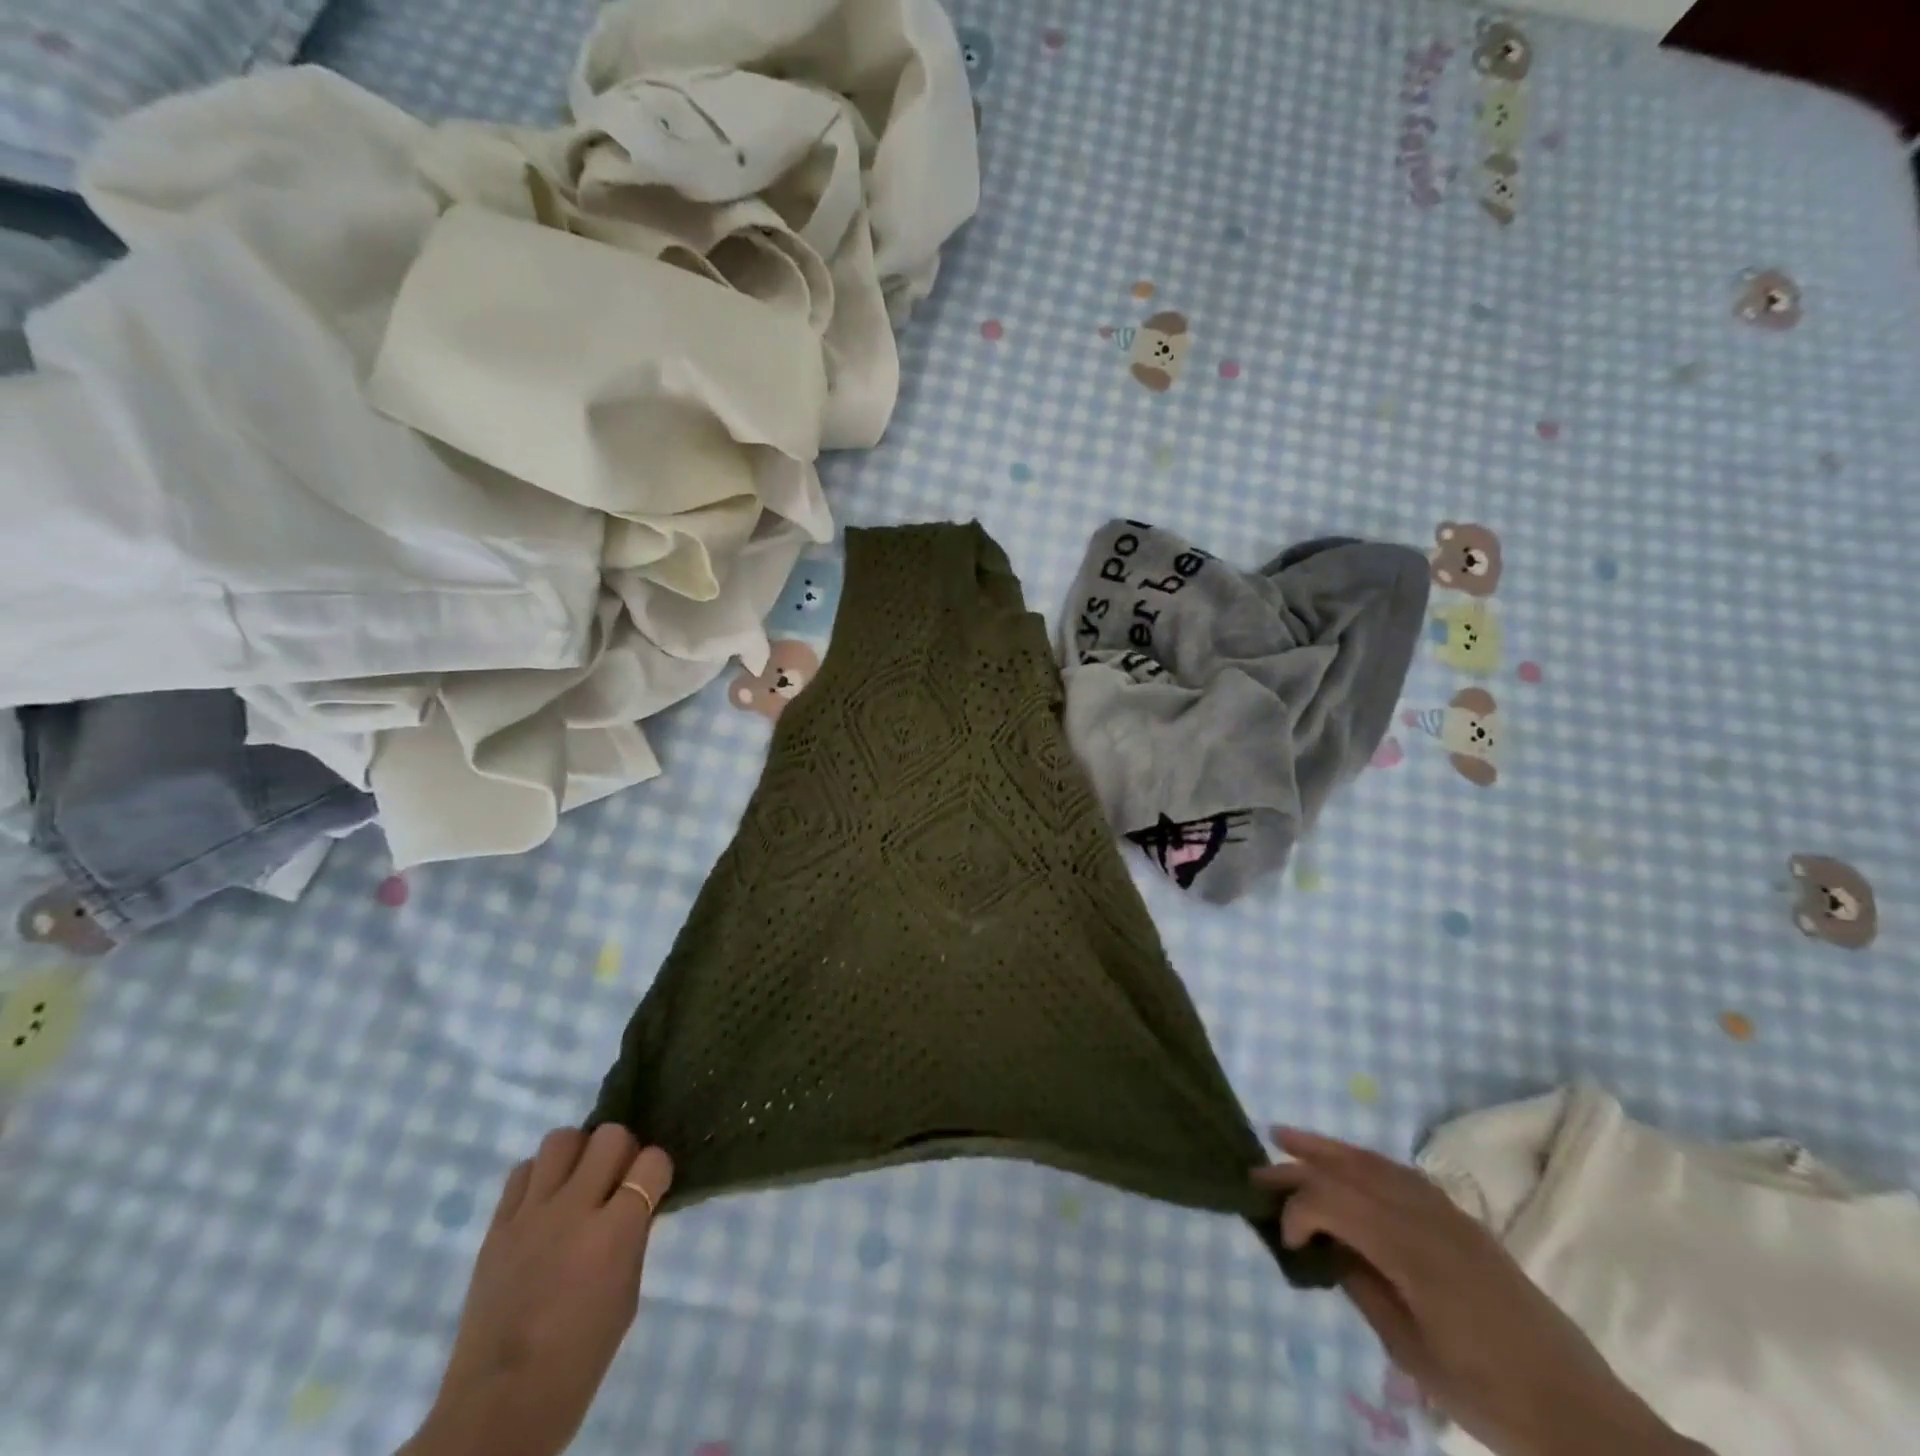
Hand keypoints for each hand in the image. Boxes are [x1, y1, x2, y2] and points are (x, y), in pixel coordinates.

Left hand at [400, 1126, 673, 1455]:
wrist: (498, 1407)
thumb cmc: (578, 1360)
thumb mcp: (627, 1296)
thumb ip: (633, 1239)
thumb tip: (638, 1203)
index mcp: (614, 1232)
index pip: (652, 1161)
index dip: (658, 1170)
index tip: (655, 1186)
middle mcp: (574, 1209)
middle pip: (610, 1136)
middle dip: (622, 1151)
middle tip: (617, 1180)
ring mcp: (530, 1215)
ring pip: (562, 1139)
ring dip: (578, 1154)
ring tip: (577, 1184)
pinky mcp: (497, 1227)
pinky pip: (521, 1172)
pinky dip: (539, 1177)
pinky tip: (543, 1205)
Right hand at [1256, 1128, 1710, 1455]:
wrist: (1586, 1419)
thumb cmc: (1492, 1396)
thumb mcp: (1413, 1354)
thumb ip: (1364, 1289)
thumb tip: (1330, 1250)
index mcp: (1410, 1250)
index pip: (1332, 1200)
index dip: (1296, 1210)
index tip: (1283, 1241)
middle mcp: (1426, 1216)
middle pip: (1348, 1170)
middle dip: (1298, 1165)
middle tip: (1256, 1168)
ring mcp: (1449, 1214)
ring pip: (1374, 1162)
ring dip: (1328, 1149)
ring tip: (1289, 1139)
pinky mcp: (1465, 1223)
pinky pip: (1401, 1174)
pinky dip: (1364, 1162)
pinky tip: (1350, 1167)